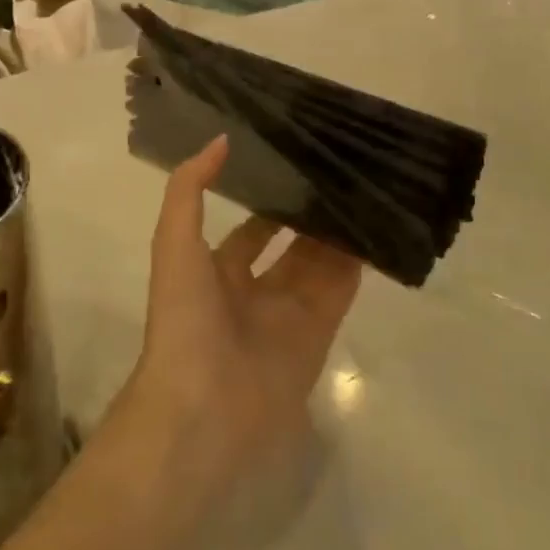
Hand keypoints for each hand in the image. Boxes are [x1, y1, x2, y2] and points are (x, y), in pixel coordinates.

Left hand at [116, 137, 361, 498]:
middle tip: (337, 173)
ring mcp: (287, 315)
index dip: (267, 198)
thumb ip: (190, 188)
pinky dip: (357, 264)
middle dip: (308, 214)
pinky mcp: (318, 337)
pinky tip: (374, 227)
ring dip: (336, 233)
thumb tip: (220, 140)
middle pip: (289, 244)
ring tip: (361, 189)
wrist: (201, 409)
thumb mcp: (174, 241)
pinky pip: (340, 291)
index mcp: (216, 271)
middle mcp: (253, 291)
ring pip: (318, 264)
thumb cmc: (184, 318)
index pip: (250, 228)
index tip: (294, 164)